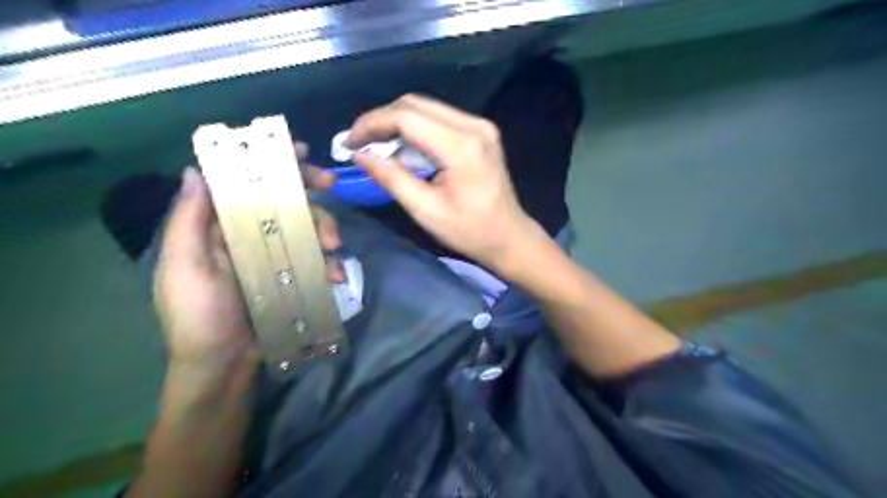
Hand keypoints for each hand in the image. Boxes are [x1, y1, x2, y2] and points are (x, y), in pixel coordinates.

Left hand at [154, 141, 339, 366]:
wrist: (225, 365)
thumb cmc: (199, 316)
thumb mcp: (186, 267)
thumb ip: (190, 221)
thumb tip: (194, 170)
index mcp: (218, 227)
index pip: (243, 184)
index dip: (268, 163)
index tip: (298, 151)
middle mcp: (248, 235)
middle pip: (282, 199)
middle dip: (307, 189)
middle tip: (331, 186)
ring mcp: (274, 256)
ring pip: (306, 227)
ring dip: (325, 229)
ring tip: (335, 250)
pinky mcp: (294, 276)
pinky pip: (317, 259)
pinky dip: (329, 262)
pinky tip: (335, 275)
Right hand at [343, 96, 541, 273]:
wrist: (509, 237)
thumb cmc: (470, 232)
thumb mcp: (426, 210)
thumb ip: (392, 178)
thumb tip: (360, 156)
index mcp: (462, 146)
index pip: (406, 117)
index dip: (372, 124)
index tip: (349, 143)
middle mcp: (473, 125)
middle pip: (415, 104)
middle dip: (381, 120)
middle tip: (359, 144)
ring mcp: (480, 126)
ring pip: (426, 108)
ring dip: (397, 123)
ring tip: (376, 146)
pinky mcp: (481, 132)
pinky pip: (439, 119)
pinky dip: (415, 129)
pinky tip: (402, 147)